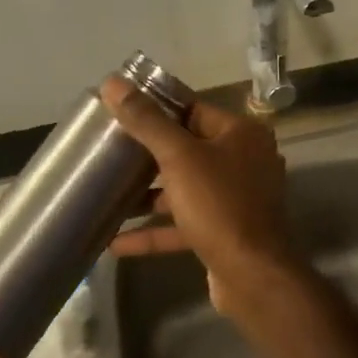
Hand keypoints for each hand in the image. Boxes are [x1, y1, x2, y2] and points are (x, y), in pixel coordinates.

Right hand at [100, 77, 303, 317]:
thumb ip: (146, 121)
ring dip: (148, 196)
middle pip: (187, 149)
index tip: (118, 110)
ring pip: (184, 189)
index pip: (192, 109)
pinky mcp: (224, 232)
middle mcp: (243, 161)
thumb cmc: (219, 205)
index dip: (156, 109)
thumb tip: (113, 82)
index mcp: (241, 134)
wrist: (253, 275)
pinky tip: (115, 242)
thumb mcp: (179, 158)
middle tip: (106, 151)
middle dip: (147, 154)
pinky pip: (184, 225)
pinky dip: (154, 232)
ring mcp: (235, 199)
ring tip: (105, 195)